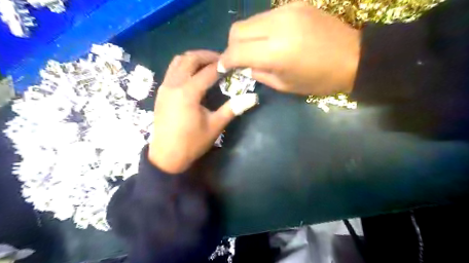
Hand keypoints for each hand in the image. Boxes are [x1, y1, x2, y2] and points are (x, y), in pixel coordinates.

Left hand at [149, 50, 255, 173]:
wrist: (166, 156)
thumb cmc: (192, 143)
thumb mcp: (215, 126)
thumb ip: (232, 108)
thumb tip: (253, 97)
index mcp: (188, 92)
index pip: (208, 71)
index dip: (223, 65)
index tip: (234, 62)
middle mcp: (174, 84)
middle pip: (190, 59)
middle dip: (207, 56)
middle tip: (222, 60)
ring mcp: (165, 87)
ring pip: (178, 61)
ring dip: (194, 59)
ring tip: (208, 64)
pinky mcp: (161, 92)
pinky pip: (172, 70)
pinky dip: (184, 66)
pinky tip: (194, 75)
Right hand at [222, 1, 359, 94]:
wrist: (354, 58)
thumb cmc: (319, 80)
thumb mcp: (284, 85)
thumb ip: (258, 73)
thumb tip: (243, 66)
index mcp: (276, 52)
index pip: (237, 51)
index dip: (225, 60)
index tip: (224, 67)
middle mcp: (278, 26)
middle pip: (238, 29)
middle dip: (232, 46)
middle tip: (239, 59)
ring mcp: (287, 11)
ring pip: (250, 20)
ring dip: (246, 37)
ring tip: (255, 50)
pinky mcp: (295, 4)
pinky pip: (266, 17)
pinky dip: (261, 29)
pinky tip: (271, 40)